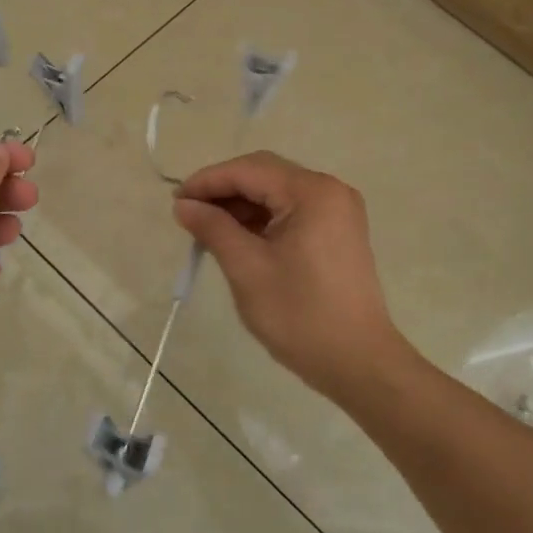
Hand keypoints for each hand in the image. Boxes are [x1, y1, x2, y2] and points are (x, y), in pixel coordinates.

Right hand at [173, 151, 407, 394]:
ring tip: (207, 229)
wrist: (357, 362)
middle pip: (264, 174)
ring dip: (241, 205)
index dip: (207, 181)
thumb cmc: (299, 314)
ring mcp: (337, 211)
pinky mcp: (337, 231)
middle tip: (188, 213)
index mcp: (312, 193)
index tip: (175, 202)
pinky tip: (237, 237)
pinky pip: (291, 211)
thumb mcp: (247, 268)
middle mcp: (329, 191)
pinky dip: (261, 219)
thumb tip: (183, 205)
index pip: (248, 170)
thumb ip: (213, 228)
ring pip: (276, 192)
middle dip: (223, 190)